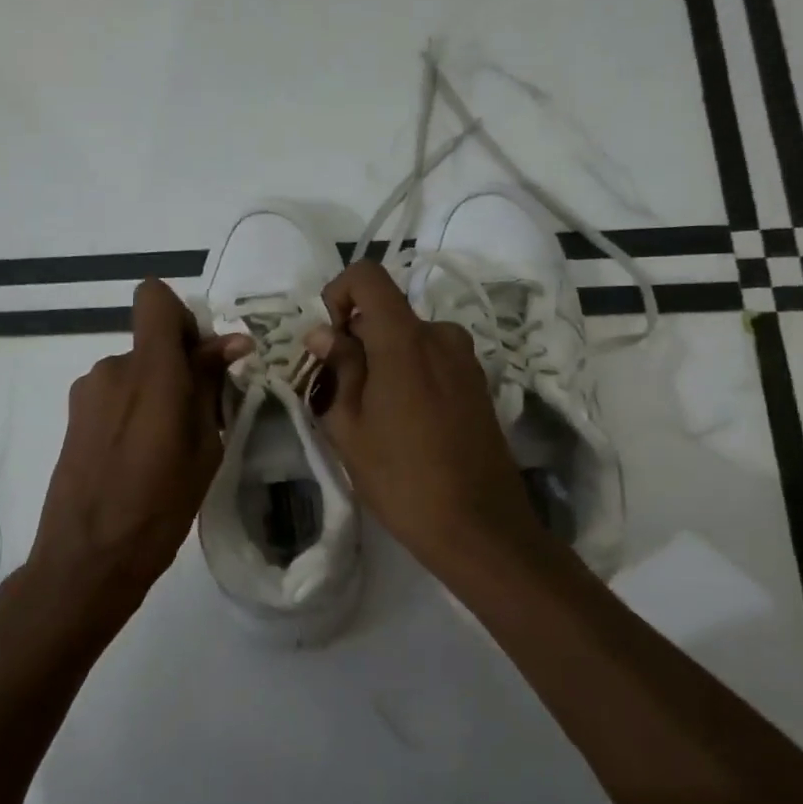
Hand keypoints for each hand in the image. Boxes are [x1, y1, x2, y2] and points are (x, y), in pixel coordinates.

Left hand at [27, 279, 250, 631]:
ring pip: (134, 371)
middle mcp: (112, 369)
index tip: (201, 360)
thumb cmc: (159, 509)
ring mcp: (87, 392)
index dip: (183, 318)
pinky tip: (138, 458)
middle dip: (178, 366)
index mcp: (150, 371)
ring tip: (166, 448)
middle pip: (150, 341)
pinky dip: (133, 411)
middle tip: (198, 418)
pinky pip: (115, 395)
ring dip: (155, 392)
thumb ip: (210, 387)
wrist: (87, 559)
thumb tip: (232, 343)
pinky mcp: (73, 416)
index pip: (154, 298)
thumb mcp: (203, 448)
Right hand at [302, 261, 540, 576]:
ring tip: (371, 416)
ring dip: (382, 361)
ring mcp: (466, 360)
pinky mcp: (478, 384)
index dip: (339, 293)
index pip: (368, 276)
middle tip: (340, 394)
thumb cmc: (402, 478)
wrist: (479, 527)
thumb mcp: (350, 426)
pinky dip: (408, 374)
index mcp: (406, 339)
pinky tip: (404, 424)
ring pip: (408, 339)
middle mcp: (441, 336)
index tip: (329, 339)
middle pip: (386, 313)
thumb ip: (337, 368)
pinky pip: (432, 360)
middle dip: (356, 341)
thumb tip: (323, 332)